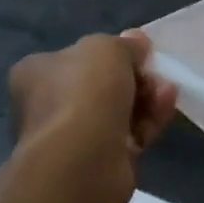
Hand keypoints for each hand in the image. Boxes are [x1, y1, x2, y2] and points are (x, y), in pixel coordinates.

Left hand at [8, 30, 177, 202]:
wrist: (82, 159)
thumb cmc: (85, 92)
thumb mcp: (108, 49)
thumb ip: (125, 44)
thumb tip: (137, 42)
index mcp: (36, 73)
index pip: (75, 57)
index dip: (111, 53)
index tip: (139, 53)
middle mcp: (48, 105)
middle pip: (102, 84)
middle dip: (136, 77)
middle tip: (156, 74)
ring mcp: (72, 136)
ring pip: (119, 110)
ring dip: (147, 98)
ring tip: (167, 92)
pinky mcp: (97, 161)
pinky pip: (129, 135)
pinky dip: (149, 122)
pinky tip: (165, 111)